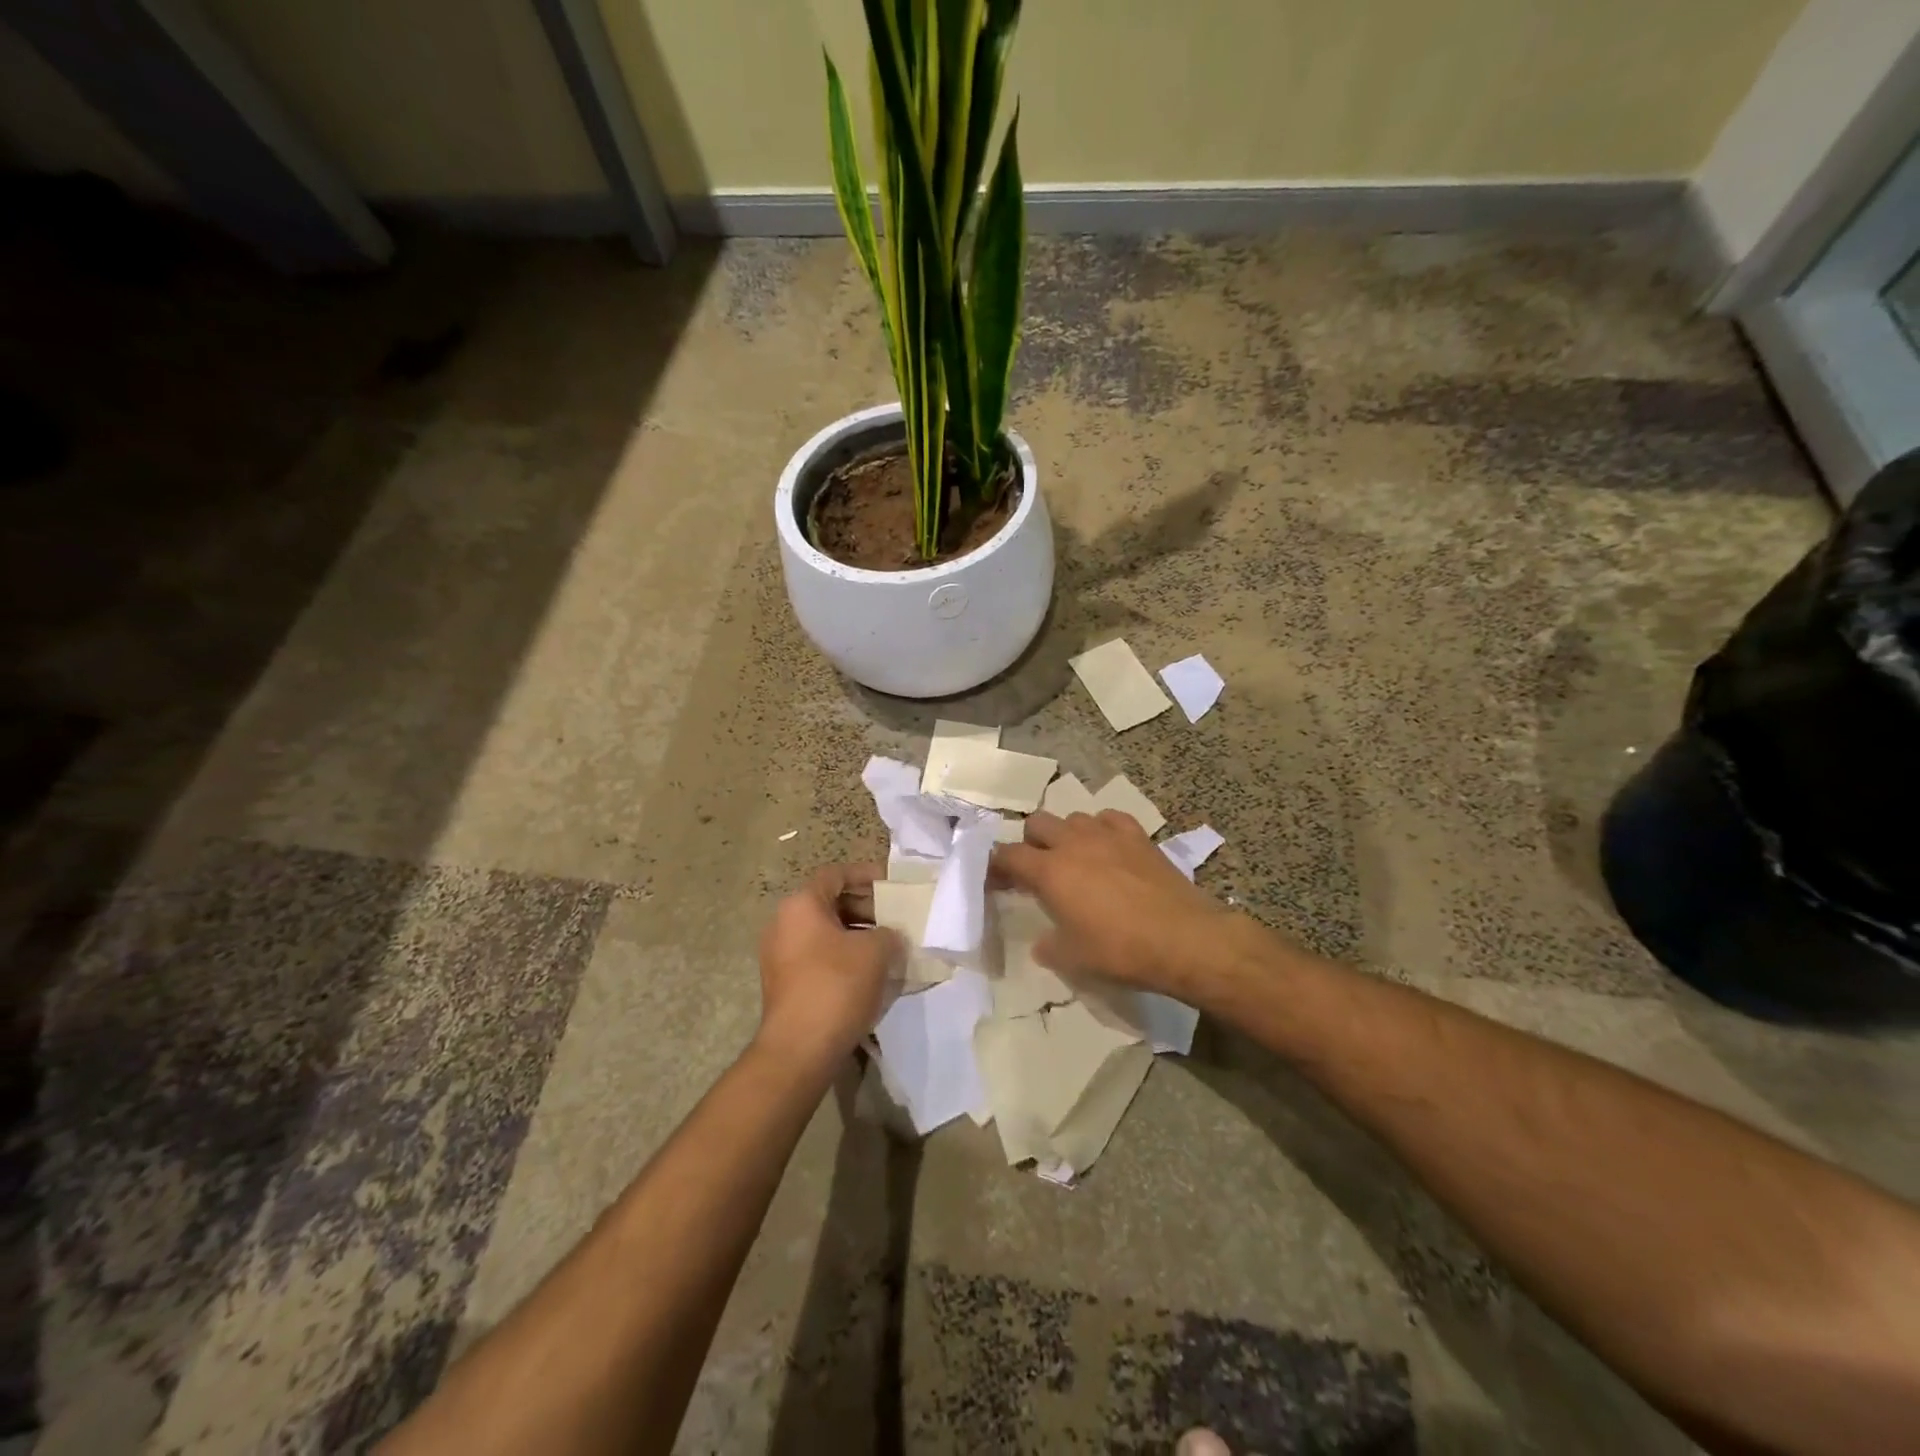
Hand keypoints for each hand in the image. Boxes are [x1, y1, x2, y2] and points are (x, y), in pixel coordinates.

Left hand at [755, 863, 903, 1071]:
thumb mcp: (876, 951)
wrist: (799, 1050)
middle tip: (896, 918)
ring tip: (889, 946)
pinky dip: (844, 956)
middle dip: (866, 907)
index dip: (867, 875)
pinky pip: (819, 956)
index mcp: (800, 905)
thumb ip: (889, 933)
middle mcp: (783, 923)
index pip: (836, 874)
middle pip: (829, 902)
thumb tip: (889, 937)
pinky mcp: (785, 983)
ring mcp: (780, 955)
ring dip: (858, 934)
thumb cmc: (837, 986)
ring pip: (825, 931)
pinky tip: (871, 973)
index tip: (893, 885)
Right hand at [994, 810, 1241, 996]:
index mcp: (1050, 872)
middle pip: (1037, 823)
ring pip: (1073, 817)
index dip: (997, 866)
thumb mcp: (1073, 958)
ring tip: (1075, 858)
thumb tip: (1041, 943)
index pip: (1009, 855)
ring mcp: (1107, 834)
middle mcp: (1073, 843)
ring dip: (1066, 834)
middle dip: (1030, 842)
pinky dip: (1101, 829)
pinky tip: (1108, 847)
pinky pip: (1109, 818)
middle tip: (1037, 869)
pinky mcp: (1138, 836)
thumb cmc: (1121, 950)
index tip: (996, 880)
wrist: (1183, 939)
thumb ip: (1049, 946)